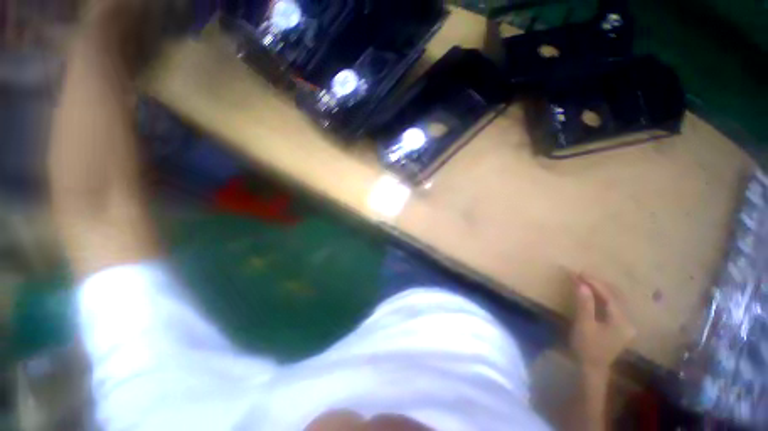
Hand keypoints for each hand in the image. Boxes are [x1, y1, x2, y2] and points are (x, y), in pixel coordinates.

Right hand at [569, 274, 635, 372]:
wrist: (592, 367)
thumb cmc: (587, 347)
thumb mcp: (584, 325)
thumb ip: (585, 304)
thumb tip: (582, 284)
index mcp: (621, 320)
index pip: (609, 295)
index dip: (594, 282)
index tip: (578, 272)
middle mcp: (628, 320)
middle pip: (616, 295)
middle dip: (598, 283)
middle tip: (580, 274)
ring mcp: (626, 323)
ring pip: (616, 298)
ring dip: (601, 288)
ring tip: (585, 280)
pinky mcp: (621, 325)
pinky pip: (614, 304)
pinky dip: (603, 295)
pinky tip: (594, 292)